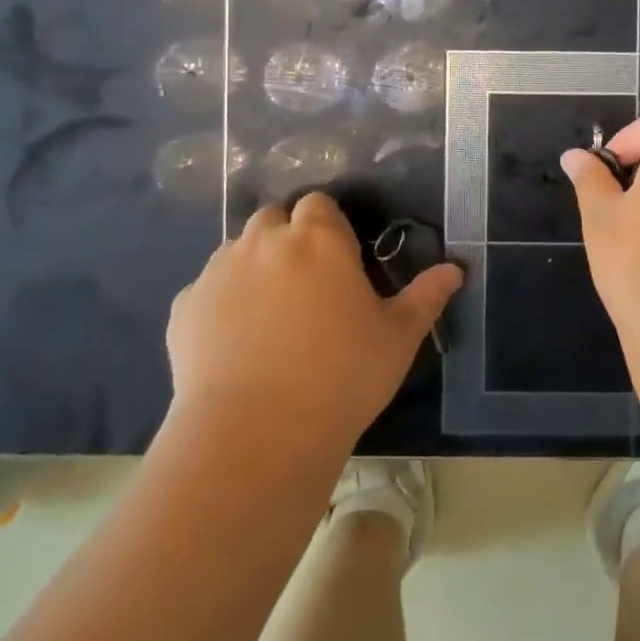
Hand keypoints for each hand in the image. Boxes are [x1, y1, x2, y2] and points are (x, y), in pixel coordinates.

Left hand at [165, 194, 461, 442]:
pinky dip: (221, 302)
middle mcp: (264, 241)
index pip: (318, 204)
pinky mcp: (183, 309)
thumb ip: (426, 296)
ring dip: (254, 266)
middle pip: (273, 218)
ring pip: (237, 250)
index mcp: (318, 238)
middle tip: (306, 283)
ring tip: (270, 314)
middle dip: (288, 238)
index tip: (339, 260)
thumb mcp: (398, 337)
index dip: (328, 226)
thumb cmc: (341, 376)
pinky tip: (235, 342)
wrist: (255, 436)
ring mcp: (218, 272)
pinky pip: (206, 290)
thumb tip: (455, 270)